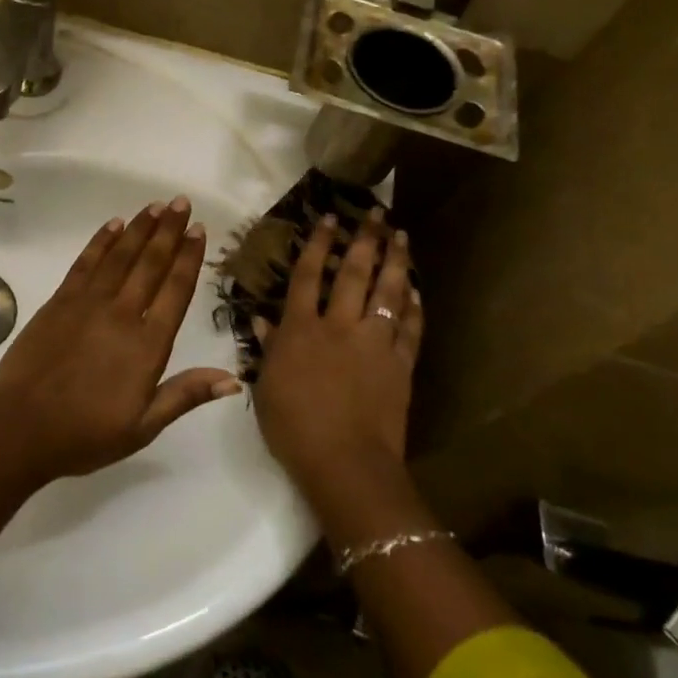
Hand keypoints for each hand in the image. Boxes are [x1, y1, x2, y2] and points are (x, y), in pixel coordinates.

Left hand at [0, 196, 241, 484]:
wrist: (21, 426)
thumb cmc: (85, 433)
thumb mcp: (143, 427)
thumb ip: (185, 395)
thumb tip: (233, 380)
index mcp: (147, 346)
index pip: (175, 291)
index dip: (189, 258)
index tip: (199, 230)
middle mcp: (122, 315)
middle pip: (150, 264)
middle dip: (168, 231)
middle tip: (181, 202)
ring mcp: (88, 303)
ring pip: (119, 256)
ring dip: (139, 229)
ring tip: (155, 206)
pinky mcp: (59, 301)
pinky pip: (85, 263)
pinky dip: (101, 241)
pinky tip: (113, 225)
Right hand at [251, 206, 422, 495]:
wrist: (346, 464)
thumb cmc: (294, 427)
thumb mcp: (267, 386)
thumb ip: (267, 347)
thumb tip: (261, 317)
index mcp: (301, 330)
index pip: (307, 276)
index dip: (318, 244)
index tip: (329, 218)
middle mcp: (339, 327)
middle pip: (353, 274)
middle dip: (364, 240)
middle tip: (376, 213)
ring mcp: (374, 344)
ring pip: (387, 293)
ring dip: (395, 262)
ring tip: (400, 236)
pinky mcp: (400, 365)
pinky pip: (409, 329)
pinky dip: (413, 308)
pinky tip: (417, 291)